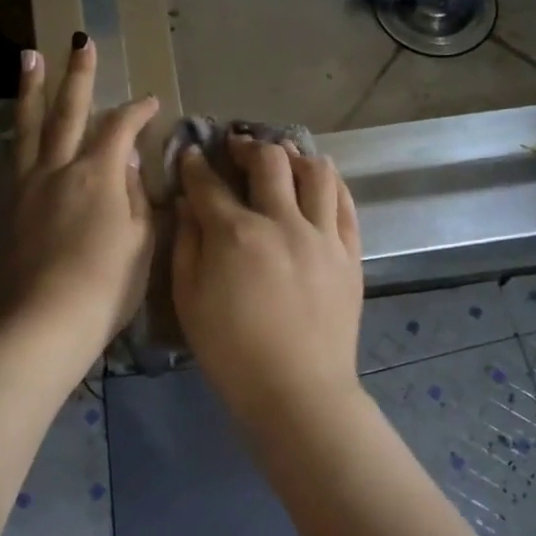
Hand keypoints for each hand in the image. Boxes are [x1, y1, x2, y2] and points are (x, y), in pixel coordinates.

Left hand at [0, 36, 158, 362]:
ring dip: (32, 90)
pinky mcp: (9, 208)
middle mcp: (58, 169)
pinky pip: (16, 158)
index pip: (120, 128)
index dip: (137, 111)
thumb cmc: (106, 285)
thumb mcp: (140, 241)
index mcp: (97, 174)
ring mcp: (27, 186)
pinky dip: (21, 135)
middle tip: (79, 41)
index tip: (150, 101)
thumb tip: (124, 162)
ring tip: (29, 58)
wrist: (45, 321)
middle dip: (78, 75)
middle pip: (68, 112)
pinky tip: (21, 130)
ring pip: (30, 127)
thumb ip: (134, 196)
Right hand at [172, 136, 364, 432]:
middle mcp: (283, 222)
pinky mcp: (350, 253)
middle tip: (237, 146)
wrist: (297, 390)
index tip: (191, 155)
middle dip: (248, 145)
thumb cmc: (232, 352)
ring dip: (295, 155)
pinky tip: (318, 182)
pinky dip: (330, 184)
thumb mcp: (189, 300)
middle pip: (269, 161)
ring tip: (283, 158)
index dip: (196, 164)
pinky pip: (345, 203)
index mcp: (236, 234)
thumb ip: (186, 245)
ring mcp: (323, 236)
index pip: (210, 184)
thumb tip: (188, 204)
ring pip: (316, 172)